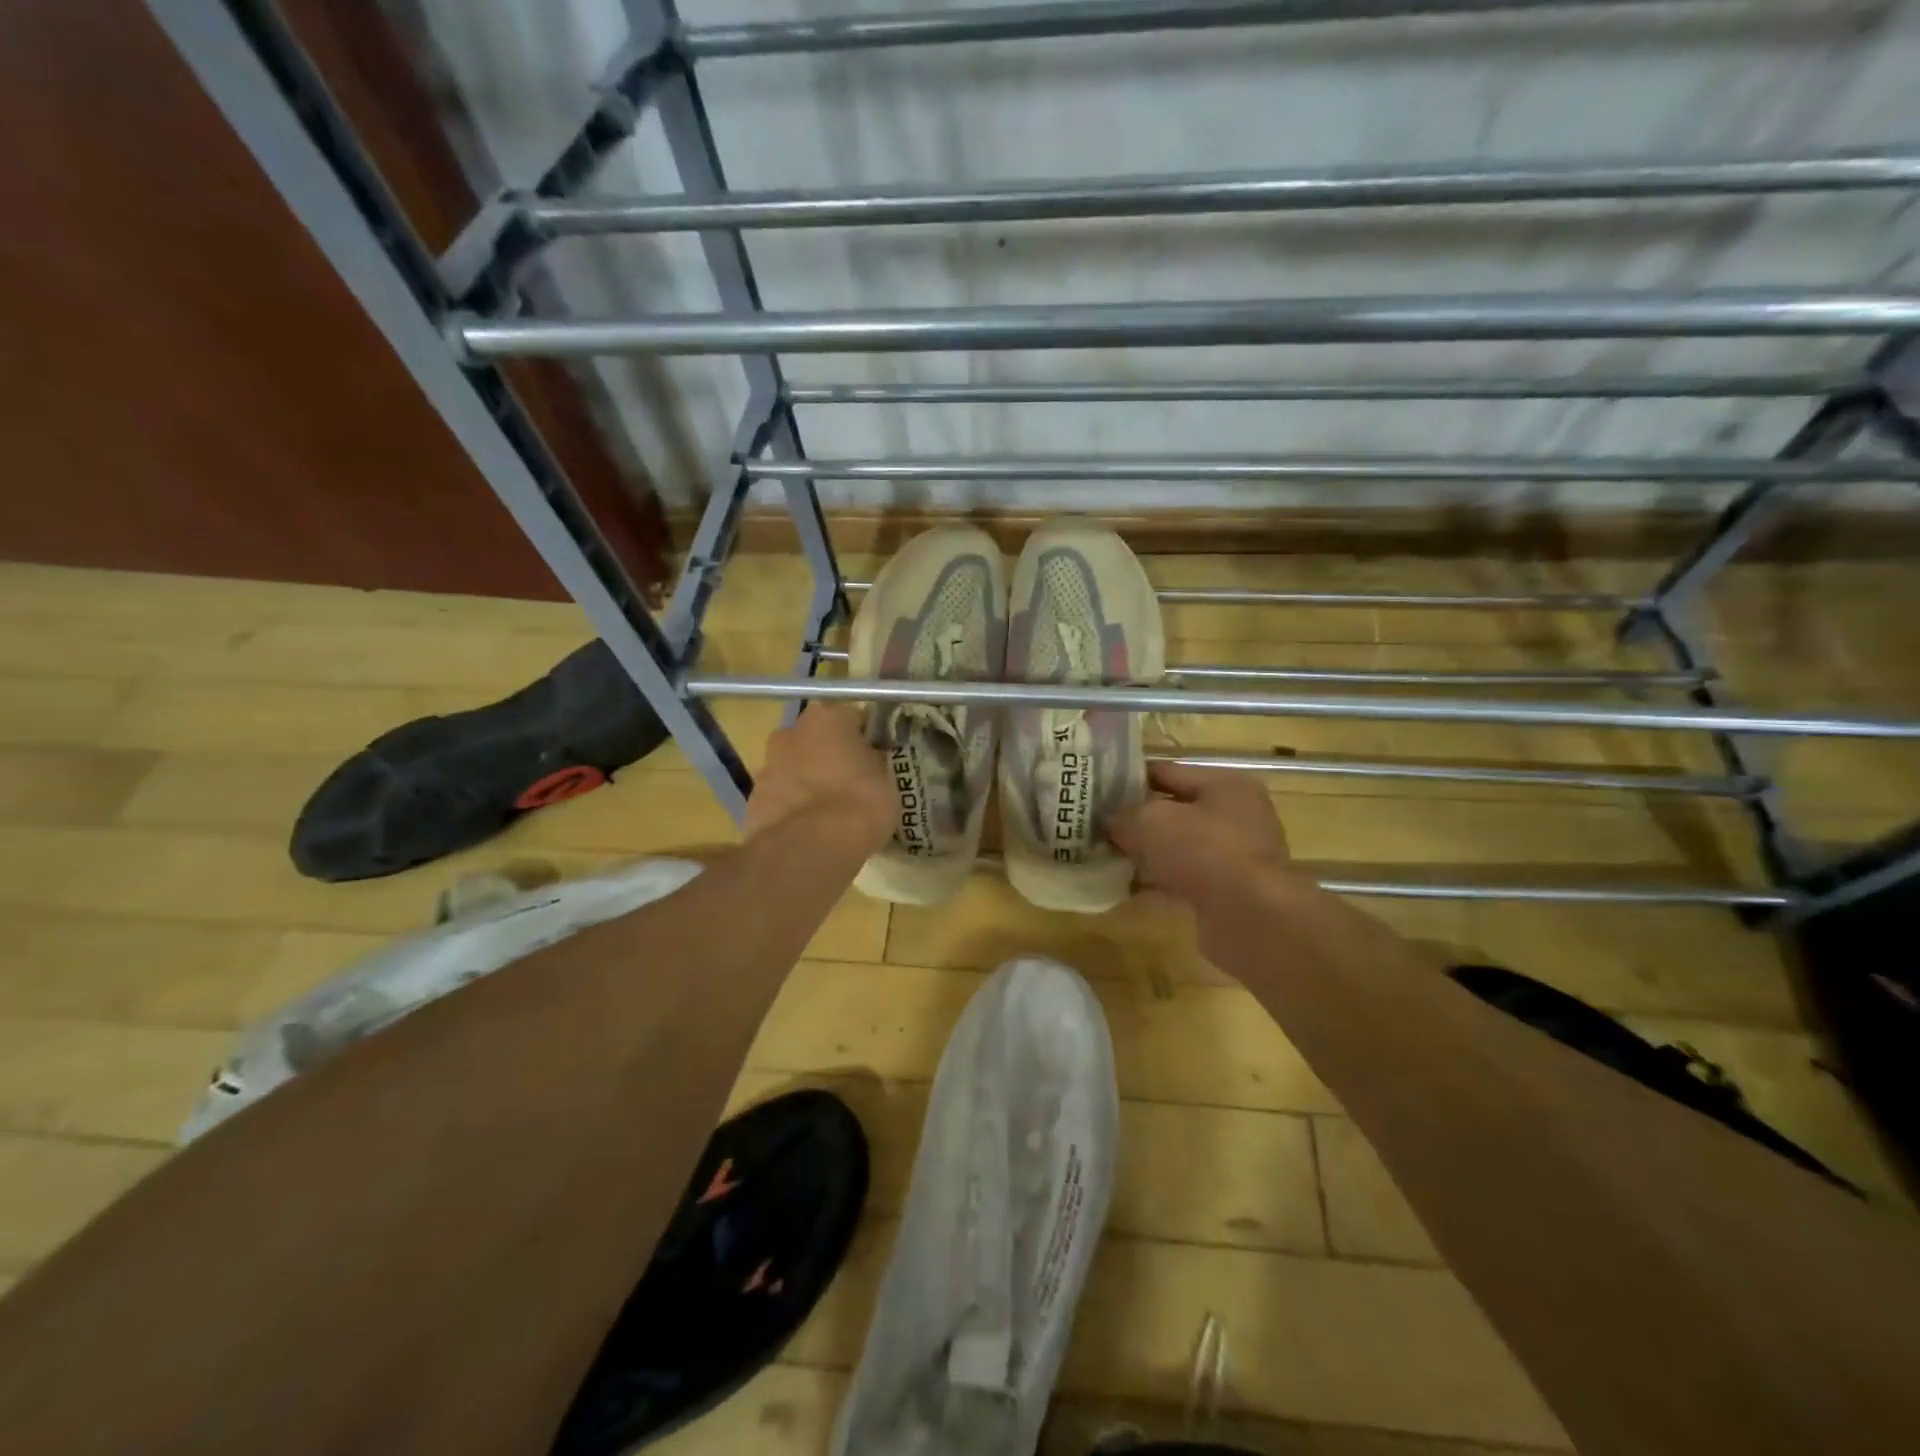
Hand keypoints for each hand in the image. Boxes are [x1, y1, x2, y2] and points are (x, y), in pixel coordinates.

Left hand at [744, 703, 894, 855]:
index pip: (852, 718)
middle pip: (816, 739)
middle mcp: (792, 731)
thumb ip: (874, 761)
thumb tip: (868, 759)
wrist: (809, 846)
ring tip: (829, 811)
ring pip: (795, 766)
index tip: (875, 759)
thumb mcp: (886, 780)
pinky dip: (793, 806)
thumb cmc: (858, 803)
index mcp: (828, 717)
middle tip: (851, 782)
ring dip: (808, 780)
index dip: (865, 738)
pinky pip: (781, 795)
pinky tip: (809, 829)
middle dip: (830, 755)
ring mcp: (767, 764)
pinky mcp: (753, 798)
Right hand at [1109, 761, 1289, 908]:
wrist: (1251, 919)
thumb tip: (1108, 822)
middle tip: (1097, 826)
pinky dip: (1155, 884)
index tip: (1096, 789)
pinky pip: (1181, 881)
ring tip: (1104, 858)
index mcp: (1225, 785)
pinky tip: (1123, 889)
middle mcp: (1235, 817)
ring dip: (1144, 854)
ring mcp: (1233, 857)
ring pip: (1176, 849)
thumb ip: (1123, 816)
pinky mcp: (1226, 893)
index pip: (1168, 772)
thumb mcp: (1151, 821)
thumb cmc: (1204, 852)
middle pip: (1173, 811)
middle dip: (1135, 820)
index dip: (1130, 778)